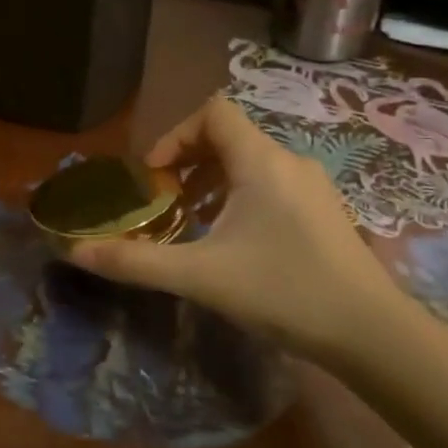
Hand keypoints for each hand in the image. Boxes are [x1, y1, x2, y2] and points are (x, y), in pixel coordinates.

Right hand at [69, 97, 415, 365]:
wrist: (372, 335)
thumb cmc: (284, 291)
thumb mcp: (200, 276)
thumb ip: (135, 261)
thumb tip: (74, 252)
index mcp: (260, 161)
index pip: (212, 112)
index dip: (174, 135)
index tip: (154, 177)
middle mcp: (288, 161)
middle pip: (228, 136)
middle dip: (187, 163)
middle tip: (164, 202)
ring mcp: (312, 186)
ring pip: (250, 162)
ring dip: (212, 181)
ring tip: (192, 221)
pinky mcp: (324, 212)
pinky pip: (270, 184)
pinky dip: (239, 196)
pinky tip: (231, 241)